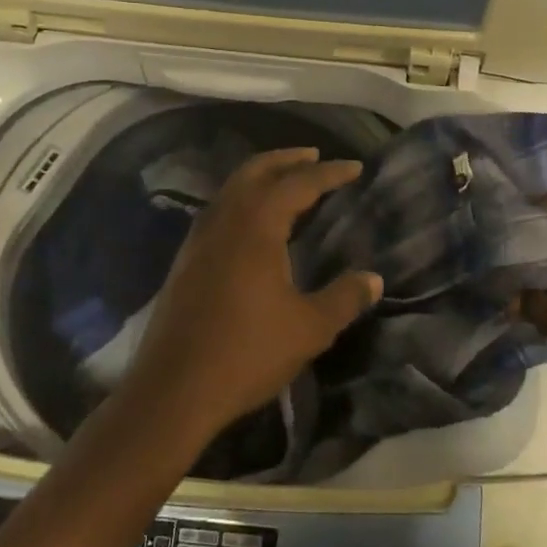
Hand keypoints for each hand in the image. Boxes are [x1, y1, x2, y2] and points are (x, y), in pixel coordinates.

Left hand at [121, 148, 382, 448]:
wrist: (173, 390)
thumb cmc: (246, 353)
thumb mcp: (309, 328)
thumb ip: (344, 298)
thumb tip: (373, 278)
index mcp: (256, 227)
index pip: (297, 184)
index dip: (329, 173)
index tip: (355, 167)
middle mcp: (224, 221)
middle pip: (256, 172)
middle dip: (287, 159)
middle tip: (314, 156)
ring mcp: (198, 240)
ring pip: (231, 189)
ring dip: (260, 176)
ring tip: (286, 182)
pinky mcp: (184, 261)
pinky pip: (217, 211)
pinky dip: (240, 199)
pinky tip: (251, 223)